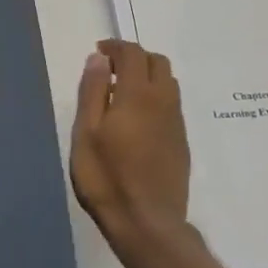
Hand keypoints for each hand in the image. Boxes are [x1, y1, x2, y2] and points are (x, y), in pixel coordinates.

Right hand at [71, 40, 190, 247]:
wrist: (146, 220)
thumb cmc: (106, 177)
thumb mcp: (86, 133)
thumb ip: (92, 92)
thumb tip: (98, 59)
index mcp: (137, 95)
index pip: (133, 54)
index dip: (116, 47)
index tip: (98, 52)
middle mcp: (163, 101)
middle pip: (157, 63)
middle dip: (134, 58)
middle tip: (108, 71)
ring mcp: (176, 123)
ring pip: (168, 83)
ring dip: (146, 77)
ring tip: (121, 93)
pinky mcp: (181, 142)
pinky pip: (170, 105)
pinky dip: (154, 98)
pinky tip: (135, 120)